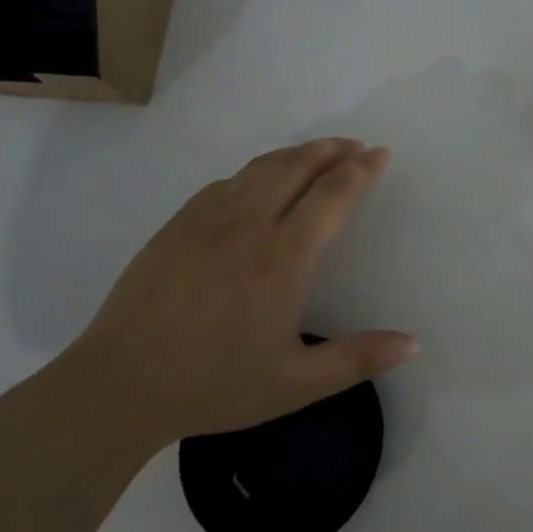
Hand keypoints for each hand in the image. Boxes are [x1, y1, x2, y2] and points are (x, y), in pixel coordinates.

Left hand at [63, 138, 417, 445]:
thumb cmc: (214, 386)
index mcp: (283, 257)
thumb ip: (357, 359)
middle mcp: (249, 224)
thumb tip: (414, 343)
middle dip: (333, 149)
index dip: (361, 170)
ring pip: (262, 167)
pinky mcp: (179, 223)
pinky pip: (228, 182)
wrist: (118, 386)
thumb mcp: (295, 384)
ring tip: (320, 152)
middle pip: (299, 166)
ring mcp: (208, 218)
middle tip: (356, 145)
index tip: (380, 154)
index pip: (332, 194)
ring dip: (298, 153)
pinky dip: (258, 170)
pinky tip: (261, 180)